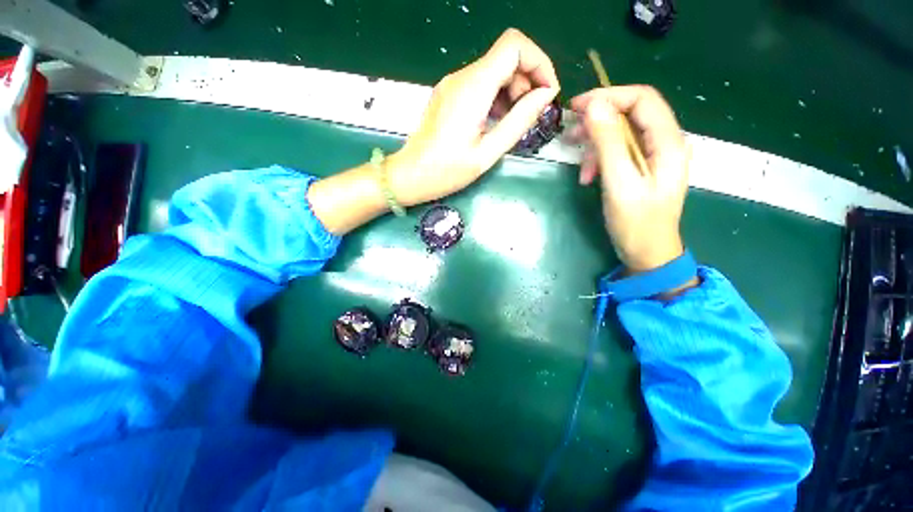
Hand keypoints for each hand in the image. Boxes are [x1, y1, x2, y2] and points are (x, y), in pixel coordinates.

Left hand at [386, 28, 559, 205]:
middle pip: (506, 57)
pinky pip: (480, 85)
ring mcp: (453, 84)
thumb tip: (545, 95)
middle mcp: (462, 77)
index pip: (515, 46)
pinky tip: (495, 122)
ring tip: (512, 124)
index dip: (539, 63)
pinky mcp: (449, 95)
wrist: (411, 175)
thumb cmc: (447, 171)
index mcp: (473, 87)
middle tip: (529, 116)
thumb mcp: (487, 152)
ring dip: (512, 92)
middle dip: (526, 82)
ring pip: (494, 71)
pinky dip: (496, 98)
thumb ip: (519, 121)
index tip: (547, 93)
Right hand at [570, 86, 689, 272]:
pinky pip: (618, 152)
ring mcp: (652, 156)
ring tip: (580, 168)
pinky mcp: (640, 168)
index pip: (642, 99)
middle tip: (570, 135)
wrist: (647, 253)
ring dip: (596, 145)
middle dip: (598, 122)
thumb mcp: (620, 182)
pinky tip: (587, 177)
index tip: (576, 108)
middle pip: (630, 114)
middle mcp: (664, 142)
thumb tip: (593, 106)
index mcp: (668, 142)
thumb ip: (609, 143)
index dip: (609, 96)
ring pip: (621, 134)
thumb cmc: (636, 222)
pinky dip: (599, 160)